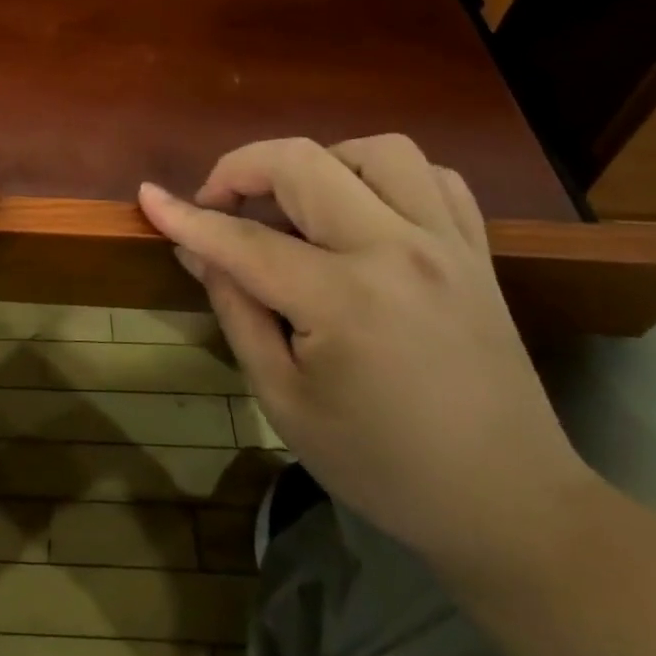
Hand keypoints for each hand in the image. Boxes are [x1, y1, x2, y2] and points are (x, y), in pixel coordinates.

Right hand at [138, 135, 595, 572]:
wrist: (509, 505)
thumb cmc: (381, 464)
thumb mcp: (283, 399)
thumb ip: (237, 310)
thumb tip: (196, 250)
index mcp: (345, 299)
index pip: (244, 240)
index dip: (186, 217)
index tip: (147, 197)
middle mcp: (399, 250)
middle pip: (305, 162)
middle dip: (243, 168)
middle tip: (219, 204)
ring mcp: (448, 243)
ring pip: (376, 150)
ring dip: (320, 163)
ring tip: (296, 205)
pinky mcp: (477, 251)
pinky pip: (432, 176)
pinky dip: (384, 177)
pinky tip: (361, 211)